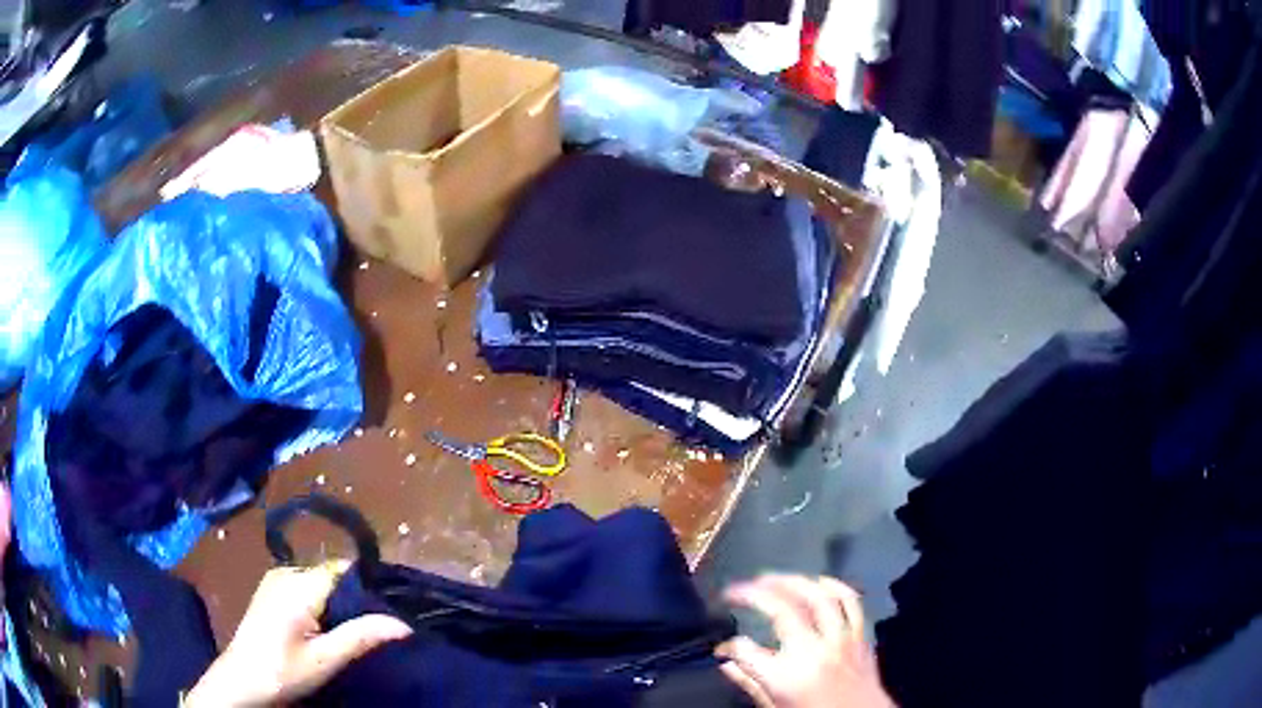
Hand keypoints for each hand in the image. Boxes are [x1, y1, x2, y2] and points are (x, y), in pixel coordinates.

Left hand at [184, 561, 412, 706]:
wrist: (241, 681)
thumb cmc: (282, 672)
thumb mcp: (325, 659)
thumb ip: (361, 636)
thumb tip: (404, 624)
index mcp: (297, 584)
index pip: (343, 569)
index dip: (369, 584)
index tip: (392, 606)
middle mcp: (285, 571)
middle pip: (332, 574)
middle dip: (356, 595)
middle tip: (377, 625)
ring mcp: (275, 579)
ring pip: (320, 581)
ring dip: (339, 601)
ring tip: (356, 629)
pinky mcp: (271, 591)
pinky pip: (306, 586)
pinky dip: (322, 602)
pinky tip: (328, 627)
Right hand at [718, 575, 894, 707]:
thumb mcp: (775, 707)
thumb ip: (750, 683)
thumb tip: (726, 663)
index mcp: (786, 676)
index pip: (745, 651)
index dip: (728, 646)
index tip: (722, 647)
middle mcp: (813, 652)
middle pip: (782, 609)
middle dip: (755, 593)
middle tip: (740, 588)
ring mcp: (840, 640)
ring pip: (818, 596)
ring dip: (792, 581)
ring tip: (772, 578)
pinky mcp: (860, 636)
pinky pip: (850, 602)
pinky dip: (834, 586)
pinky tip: (819, 581)